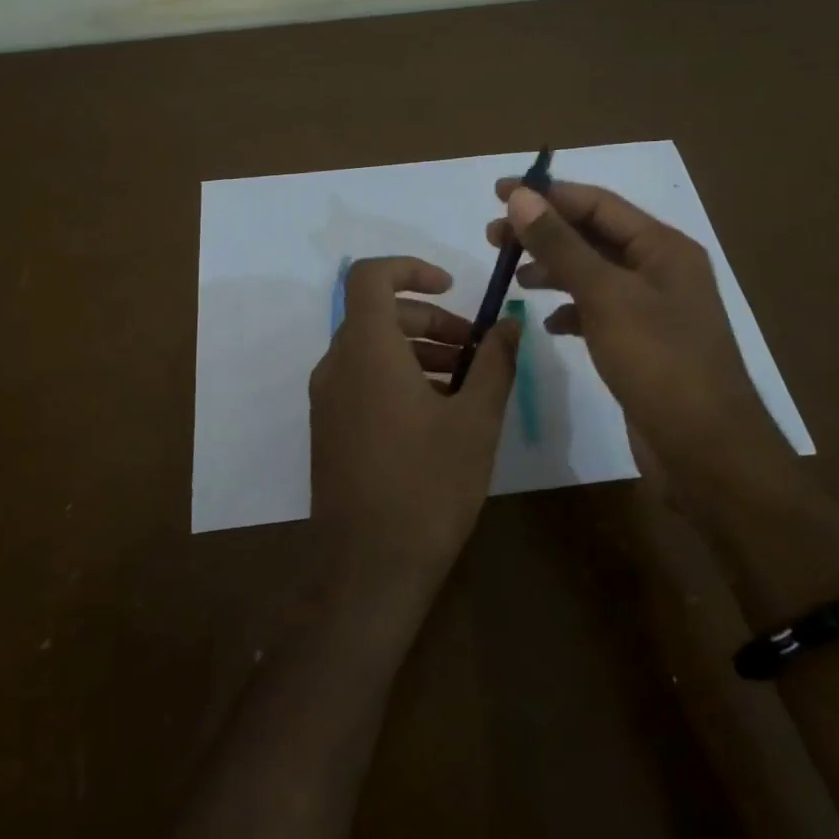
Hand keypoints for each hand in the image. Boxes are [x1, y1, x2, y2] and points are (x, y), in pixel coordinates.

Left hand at [309, 257, 520, 582]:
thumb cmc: (427, 487)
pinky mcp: (329, 429)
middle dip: (430, 320)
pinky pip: (362, 381)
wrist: (369, 569)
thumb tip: (510, 324)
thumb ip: (495, 363)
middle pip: (378, 315)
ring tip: (466, 383)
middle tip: (476, 348)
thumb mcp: (475, 421)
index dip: (410, 269)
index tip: (451, 288)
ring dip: (418, 350)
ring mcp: (327, 400)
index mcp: (367, 352)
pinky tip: (438, 414)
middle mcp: (337, 366)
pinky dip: (398, 377)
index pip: (370, 277)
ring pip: (372, 350)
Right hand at [487, 180, 790, 490]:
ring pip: (593, 274)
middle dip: (544, 233)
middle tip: (493, 237)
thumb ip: (561, 245)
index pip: (597, 203)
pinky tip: (550, 323)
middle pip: (594, 236)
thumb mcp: (605, 296)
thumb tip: (520, 196)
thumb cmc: (659, 362)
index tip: (498, 192)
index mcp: (663, 247)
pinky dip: (572, 310)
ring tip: (514, 277)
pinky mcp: (642, 344)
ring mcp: (653, 309)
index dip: (547, 194)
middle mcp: (661, 270)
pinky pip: (599, 311)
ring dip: (554, 270)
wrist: (705, 450)